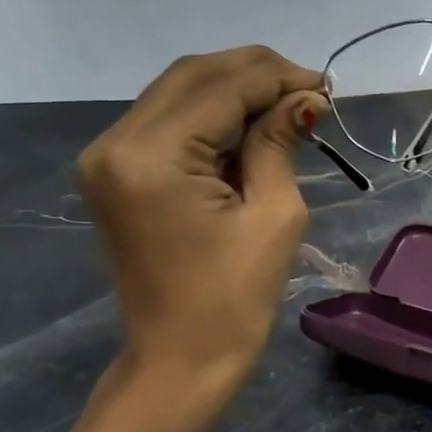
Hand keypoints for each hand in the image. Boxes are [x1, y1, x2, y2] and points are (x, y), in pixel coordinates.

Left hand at [78, 47, 326, 387]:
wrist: (181, 357)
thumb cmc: (236, 298)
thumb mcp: (274, 215)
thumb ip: (280, 143)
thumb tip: (306, 99)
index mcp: (152, 157)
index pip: (220, 87)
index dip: (276, 78)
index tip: (324, 86)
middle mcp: (115, 143)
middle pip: (192, 76)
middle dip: (255, 73)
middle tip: (308, 90)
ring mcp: (107, 157)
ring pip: (177, 92)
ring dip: (233, 90)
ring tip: (287, 105)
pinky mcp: (114, 172)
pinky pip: (166, 122)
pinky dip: (211, 116)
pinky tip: (251, 125)